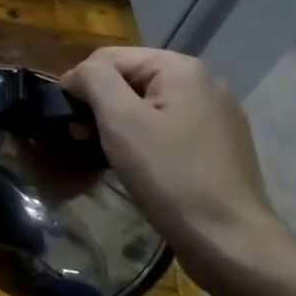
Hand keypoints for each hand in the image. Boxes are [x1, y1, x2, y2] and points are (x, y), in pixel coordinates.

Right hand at [63, 47, 292, 281]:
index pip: (111, 57)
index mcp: (182, 68)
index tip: (67, 120)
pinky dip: (143, 138)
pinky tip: (137, 165)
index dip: (81, 83)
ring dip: (119, 123)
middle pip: (130, 78)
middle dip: (100, 104)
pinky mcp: (217, 144)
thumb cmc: (170, 175)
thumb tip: (77, 73)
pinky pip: (167, 126)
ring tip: (105, 153)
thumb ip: (94, 81)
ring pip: (147, 104)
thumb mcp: (121, 121)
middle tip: (81, 139)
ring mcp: (215, 114)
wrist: (228, 238)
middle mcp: (203, 82)